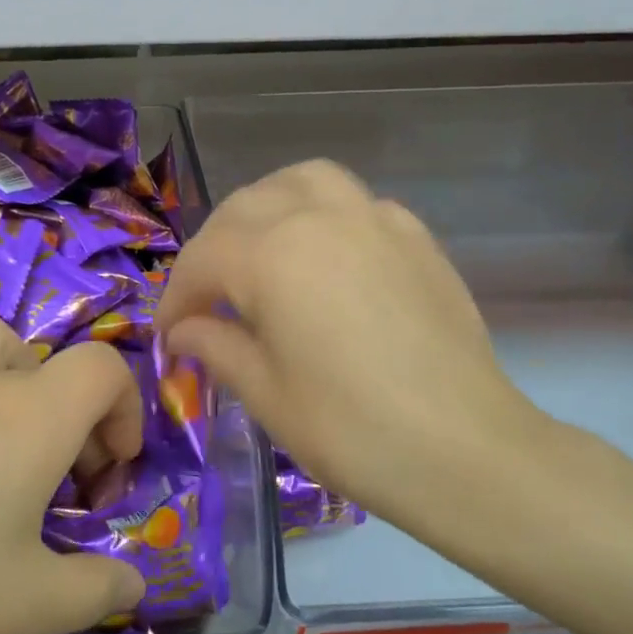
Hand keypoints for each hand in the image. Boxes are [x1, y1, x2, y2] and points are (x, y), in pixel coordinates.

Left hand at [0, 319, 148, 633]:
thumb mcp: (31, 608)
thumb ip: (99, 588)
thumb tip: (134, 582)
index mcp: (29, 418)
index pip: (103, 367)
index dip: (125, 411)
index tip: (107, 475)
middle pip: (46, 358)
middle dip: (70, 409)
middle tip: (56, 476)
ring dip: (8, 377)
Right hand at [156, 161, 549, 539]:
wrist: (464, 451)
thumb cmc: (349, 429)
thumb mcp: (265, 393)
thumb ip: (215, 346)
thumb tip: (184, 330)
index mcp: (272, 255)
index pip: (203, 260)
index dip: (176, 297)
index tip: (168, 336)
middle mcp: (320, 218)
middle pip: (244, 208)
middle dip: (212, 250)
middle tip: (206, 299)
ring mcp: (375, 220)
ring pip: (303, 181)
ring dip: (267, 206)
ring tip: (258, 249)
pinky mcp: (415, 237)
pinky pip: (355, 202)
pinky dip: (323, 214)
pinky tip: (325, 259)